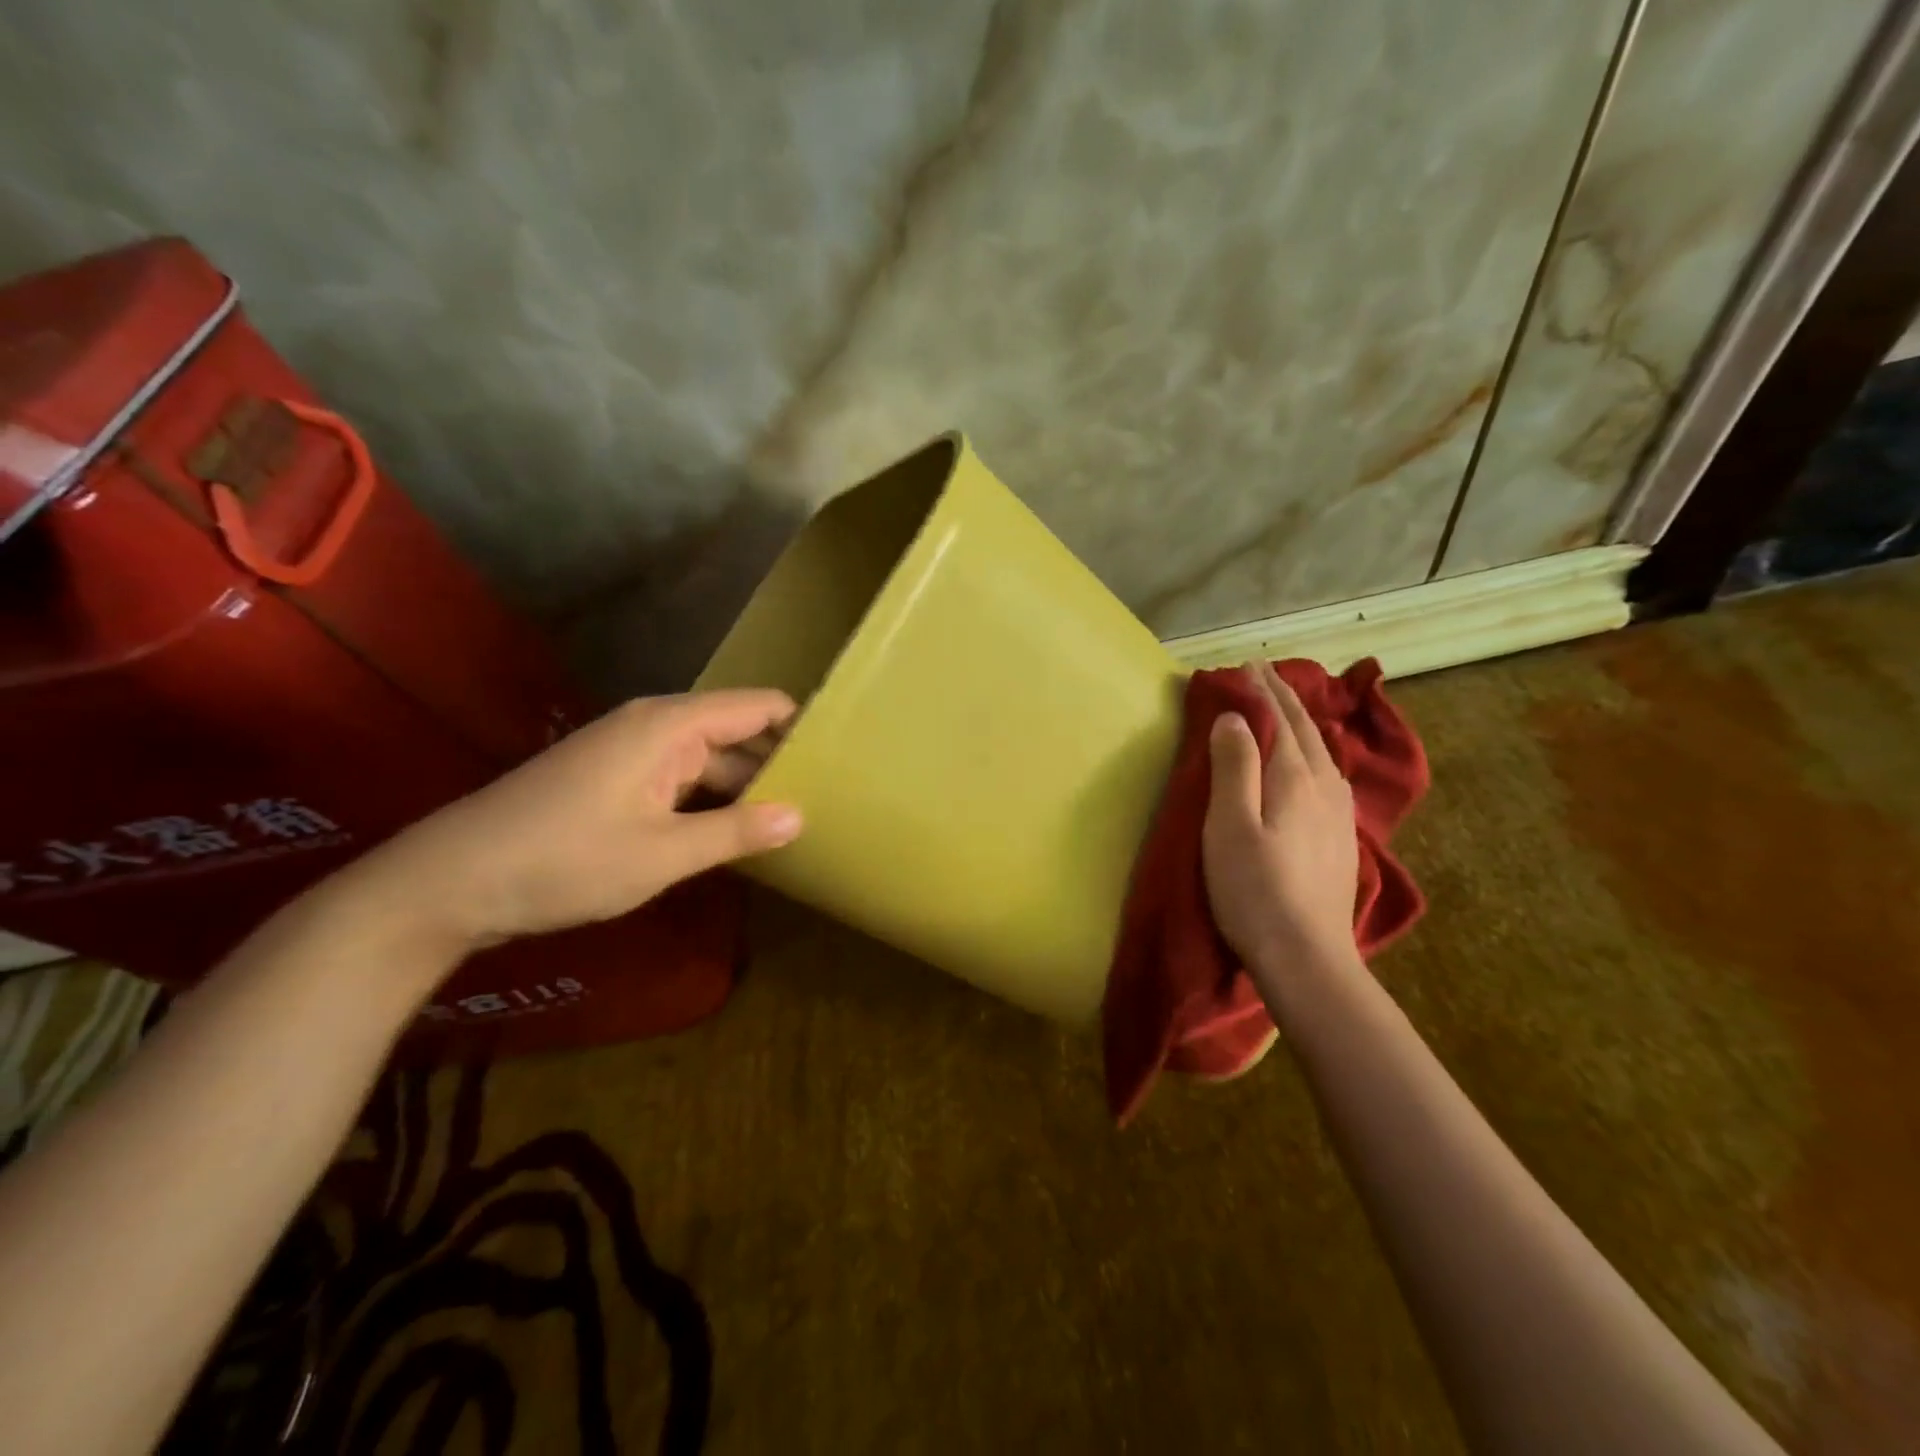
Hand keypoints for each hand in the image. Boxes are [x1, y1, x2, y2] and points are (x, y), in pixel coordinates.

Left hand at [347, 689, 802, 954]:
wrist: (451, 881)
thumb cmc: (563, 859)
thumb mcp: (661, 853)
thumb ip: (736, 832)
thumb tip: (801, 815)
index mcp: (671, 726)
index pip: (760, 707)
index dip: (803, 726)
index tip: (845, 756)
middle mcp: (656, 727)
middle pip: (739, 732)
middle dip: (781, 763)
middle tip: (833, 799)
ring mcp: (633, 753)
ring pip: (712, 760)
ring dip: (748, 786)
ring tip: (798, 818)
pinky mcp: (617, 780)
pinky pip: (684, 779)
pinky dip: (714, 800)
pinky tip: (739, 832)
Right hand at [1202, 660, 1359, 972]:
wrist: (1307, 957)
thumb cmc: (1254, 889)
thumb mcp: (1230, 825)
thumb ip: (1234, 766)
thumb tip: (1236, 717)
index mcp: (1297, 777)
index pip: (1281, 718)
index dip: (1263, 689)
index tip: (1246, 664)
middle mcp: (1326, 787)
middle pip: (1307, 730)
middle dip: (1285, 698)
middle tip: (1264, 673)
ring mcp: (1339, 815)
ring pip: (1323, 752)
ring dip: (1302, 724)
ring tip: (1286, 710)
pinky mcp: (1341, 839)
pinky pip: (1329, 776)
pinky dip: (1314, 752)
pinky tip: (1313, 765)